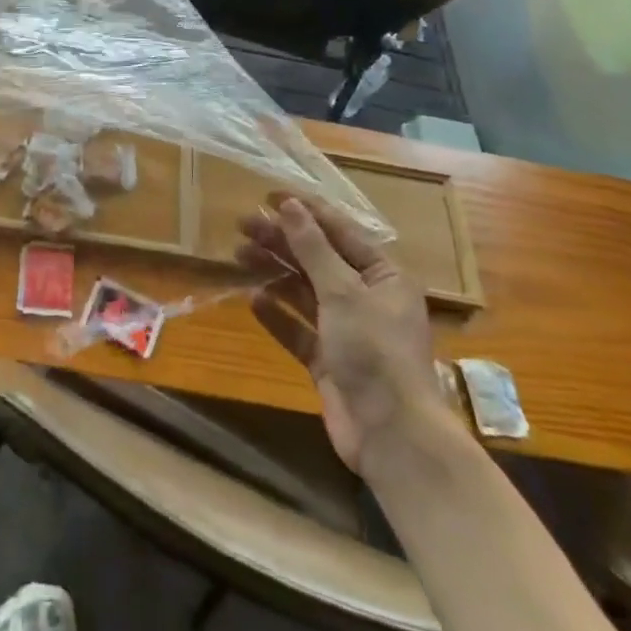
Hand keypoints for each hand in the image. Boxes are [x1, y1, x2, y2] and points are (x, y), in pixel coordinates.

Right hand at [239, 196, 446, 472]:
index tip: (268, 196)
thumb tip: (290, 205)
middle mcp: (367, 299)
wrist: (391, 435)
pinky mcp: (329, 361)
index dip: (305, 212)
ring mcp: (347, 332)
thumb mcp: (343, 291)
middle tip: (242, 225)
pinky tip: (254, 300)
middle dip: (282, 242)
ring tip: (239, 255)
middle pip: (318, 260)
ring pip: (304, 291)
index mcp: (383, 276)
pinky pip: (299, 329)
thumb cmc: (374, 351)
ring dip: (274, 272)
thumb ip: (313, 248)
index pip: (340, 232)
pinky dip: (277, 314)